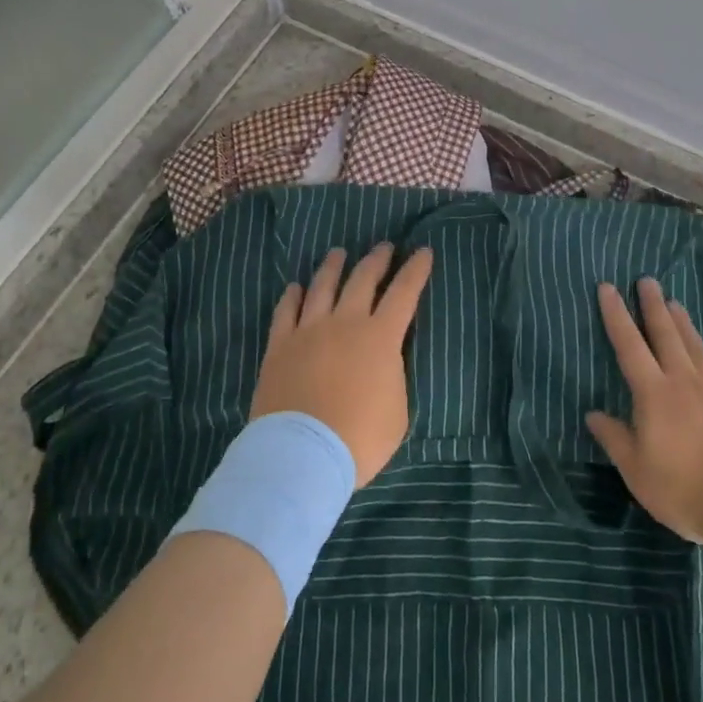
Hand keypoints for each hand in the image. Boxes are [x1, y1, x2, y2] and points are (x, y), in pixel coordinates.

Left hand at [251, 243, 432, 486]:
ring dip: (333, 266)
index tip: (423, 251)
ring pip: (322, 286)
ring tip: (339, 253)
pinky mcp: (280, 345)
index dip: (416, 270)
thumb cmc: (360, 438)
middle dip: (377, 260)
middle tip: (384, 247)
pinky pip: (286, 311)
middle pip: (362, 279)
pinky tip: (295, 288)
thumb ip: (393, 376)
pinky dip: (292, 296)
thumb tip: (384, 361)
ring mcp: (308, 330)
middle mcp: (345, 322)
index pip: (404, 293)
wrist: (303, 454)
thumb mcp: (398, 410)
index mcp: (380, 337)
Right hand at [586, 278, 702, 546]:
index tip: (608, 287)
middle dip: (653, 306)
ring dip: (684, 323)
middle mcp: (684, 381)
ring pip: (697, 347)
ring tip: (675, 303)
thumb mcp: (638, 472)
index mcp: (653, 394)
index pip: (629, 346)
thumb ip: (615, 440)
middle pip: (666, 335)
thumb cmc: (687, 489)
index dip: (616, 316)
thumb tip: (592, 414)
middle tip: (647, 280)